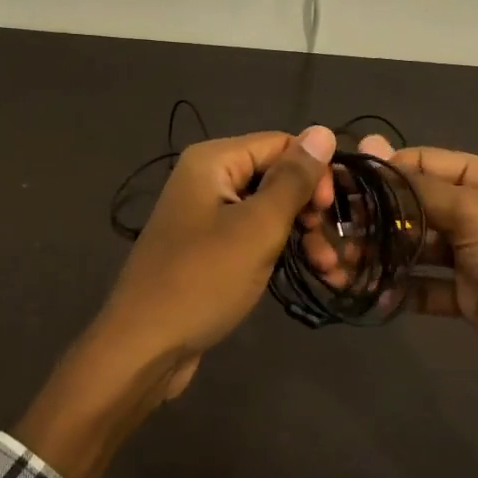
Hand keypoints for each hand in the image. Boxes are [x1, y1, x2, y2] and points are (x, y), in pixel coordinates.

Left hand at [14, 126, 335, 477]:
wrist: (144, 348)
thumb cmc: (203, 280)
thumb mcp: (258, 227)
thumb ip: (293, 179)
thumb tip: (323, 130)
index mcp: (213, 160)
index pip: (281, 144)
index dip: (314, 172)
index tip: (332, 214)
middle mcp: (206, 178)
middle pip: (275, 176)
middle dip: (311, 209)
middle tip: (333, 247)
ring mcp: (205, 214)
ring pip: (269, 209)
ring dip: (303, 234)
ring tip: (330, 269)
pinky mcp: (208, 248)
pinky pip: (253, 235)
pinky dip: (281, 250)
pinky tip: (311, 272)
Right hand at [314, 138, 477, 477]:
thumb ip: (420, 188)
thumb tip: (371, 148)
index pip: (426, 163)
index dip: (383, 170)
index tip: (336, 182)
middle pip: (418, 205)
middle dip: (377, 217)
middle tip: (330, 231)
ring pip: (418, 247)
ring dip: (383, 254)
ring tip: (342, 265)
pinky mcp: (473, 299)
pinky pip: (427, 286)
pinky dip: (401, 288)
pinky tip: (374, 294)